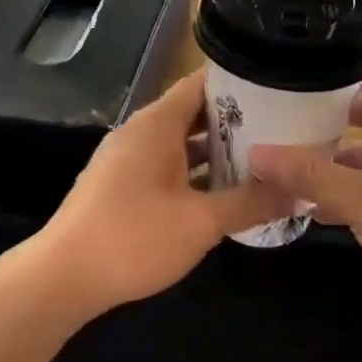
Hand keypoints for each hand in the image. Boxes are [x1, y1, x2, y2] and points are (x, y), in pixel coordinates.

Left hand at [39, 72, 291, 315]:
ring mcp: (128, 160)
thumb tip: (299, 192)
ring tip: (265, 159)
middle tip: (284, 129)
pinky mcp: (122, 186)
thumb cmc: (133, 239)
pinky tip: (226, 193)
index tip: (281, 90)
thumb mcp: (201, 222)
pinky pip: (169, 166)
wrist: (62, 279)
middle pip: (196, 112)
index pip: (203, 83)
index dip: (242, 83)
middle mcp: (141, 133)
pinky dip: (197, 173)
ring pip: (183, 144)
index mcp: (157, 125)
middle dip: (238, 121)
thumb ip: (251, 203)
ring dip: (219, 151)